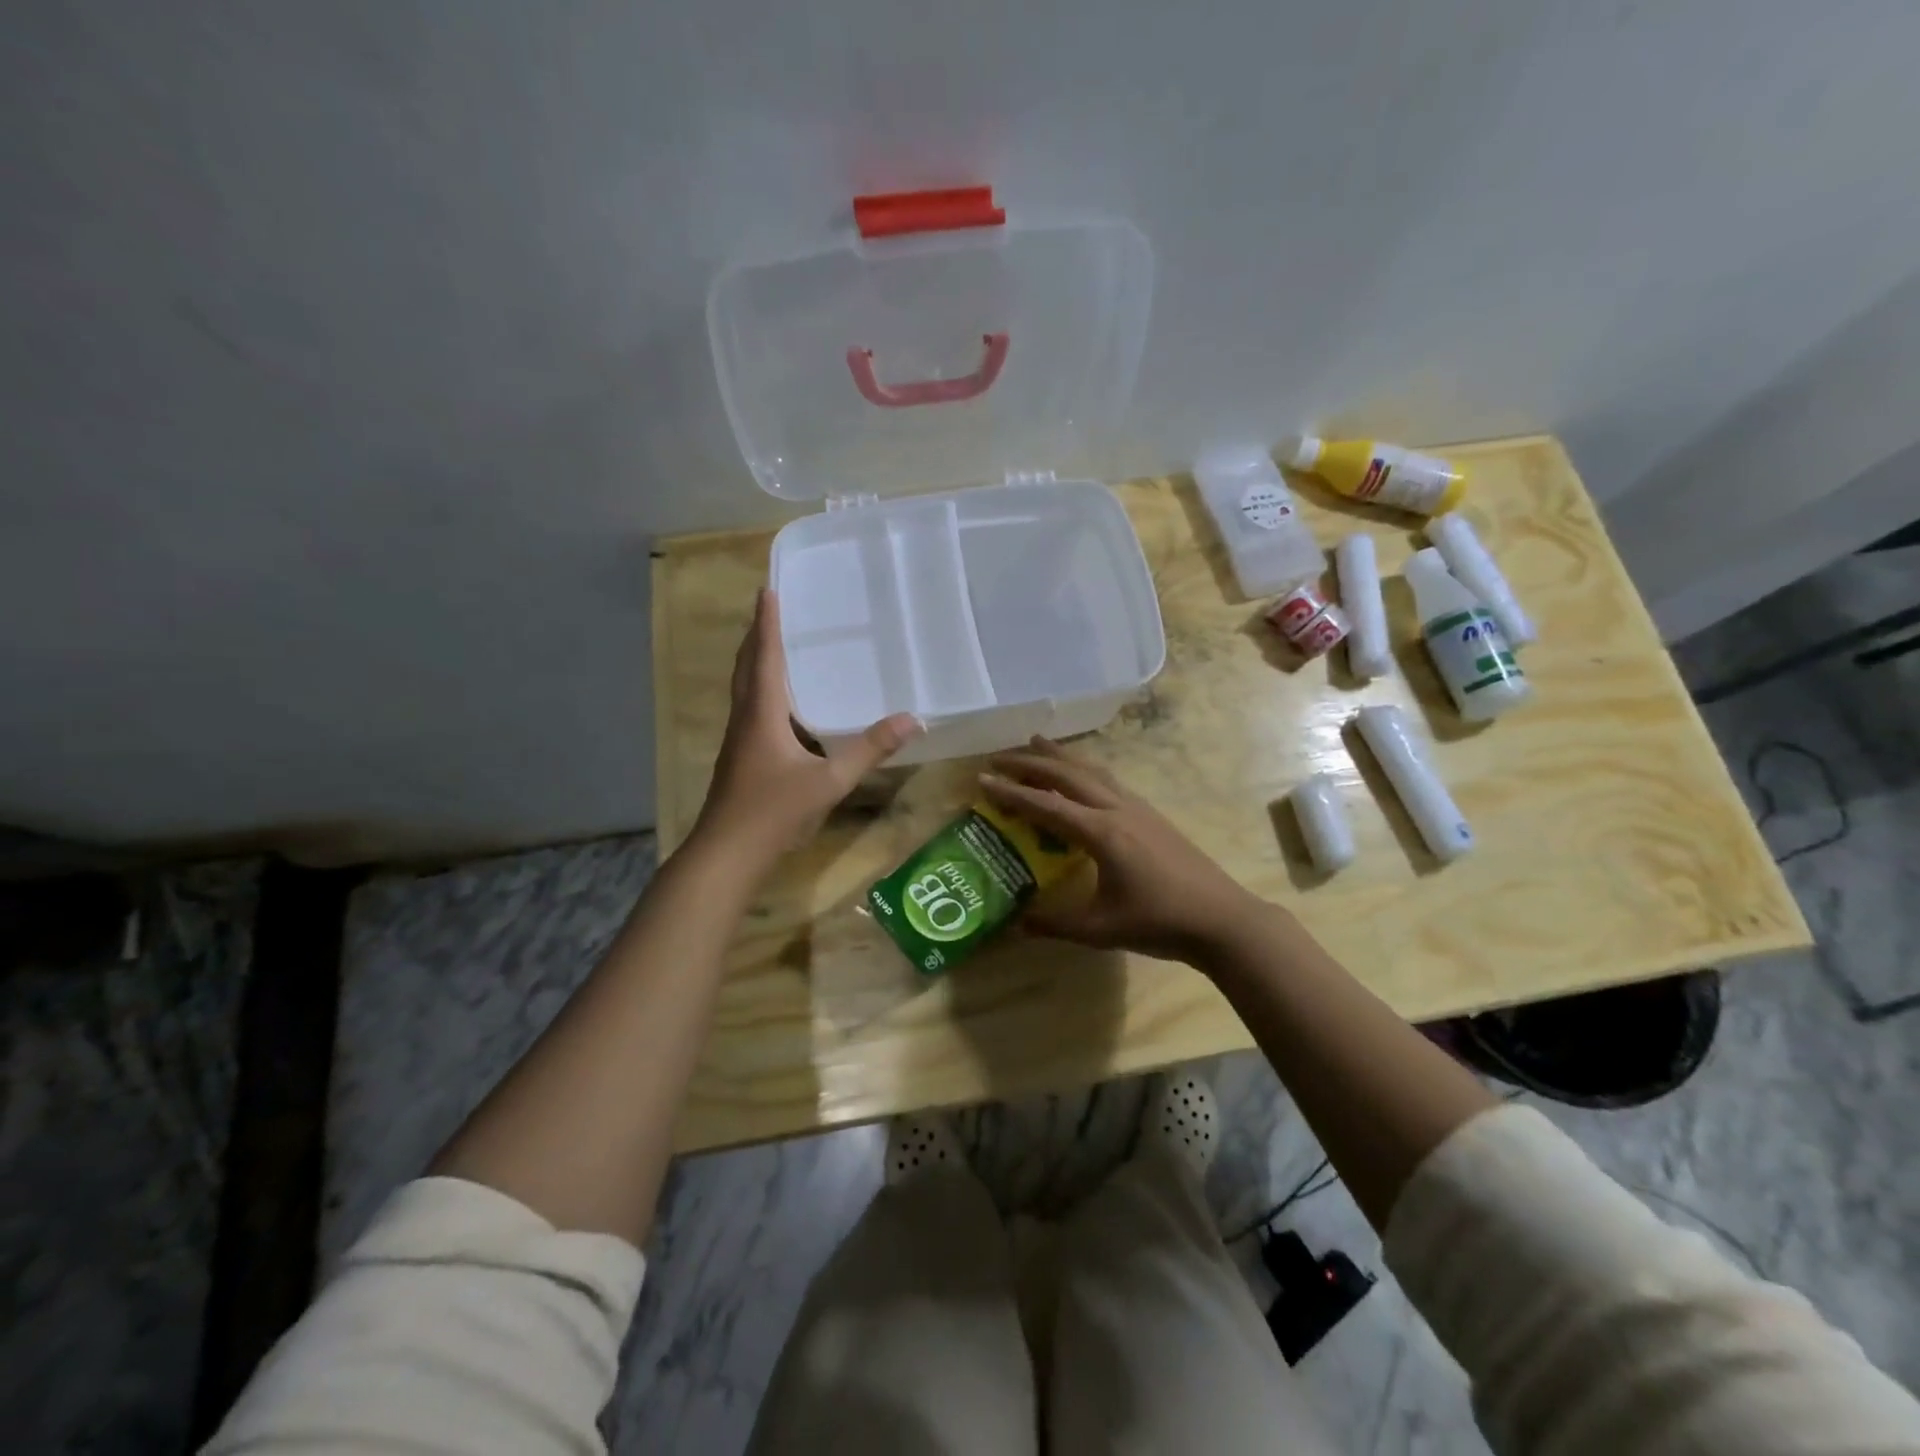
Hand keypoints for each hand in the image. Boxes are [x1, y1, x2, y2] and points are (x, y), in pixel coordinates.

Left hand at [692, 590, 920, 867]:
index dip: (767, 623)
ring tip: (775, 644)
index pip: (765, 656)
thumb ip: (870, 749)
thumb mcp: (830, 781)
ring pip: (745, 687)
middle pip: (747, 666)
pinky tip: (782, 703)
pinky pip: (751, 708)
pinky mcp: (741, 756)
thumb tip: (913, 719)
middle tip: (772, 608)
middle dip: (758, 635)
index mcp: (762, 713)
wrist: (728, 852)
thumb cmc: (775, 811)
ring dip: (756, 660)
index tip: (767, 589)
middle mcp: (745, 718)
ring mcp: (739, 739)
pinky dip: (762, 689)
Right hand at [979, 737, 1268, 964]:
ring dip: (1060, 756)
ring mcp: (1137, 808)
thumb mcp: (1100, 929)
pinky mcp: (1151, 814)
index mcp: (1100, 833)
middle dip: (1030, 763)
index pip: (1046, 805)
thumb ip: (1055, 924)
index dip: (1011, 792)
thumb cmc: (1159, 923)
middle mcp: (1116, 809)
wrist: (1220, 918)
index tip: (982, 778)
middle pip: (1067, 775)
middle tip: (999, 756)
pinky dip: (1084, 768)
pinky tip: (1082, 775)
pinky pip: (1108, 779)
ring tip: (1037, 741)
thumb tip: (1018, 923)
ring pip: (1091, 770)